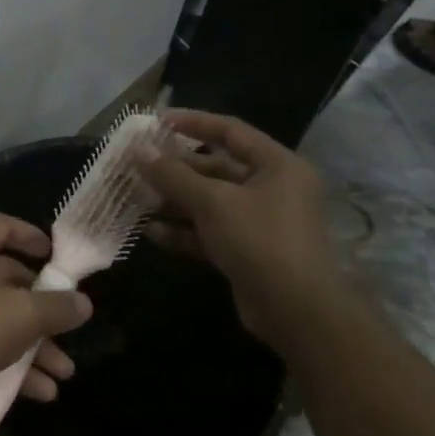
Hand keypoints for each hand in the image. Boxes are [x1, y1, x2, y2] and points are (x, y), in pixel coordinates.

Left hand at [0, 214, 91, 413]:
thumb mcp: (21, 315)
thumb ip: (56, 307)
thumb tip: (83, 303)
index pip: (2, 226)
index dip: (31, 237)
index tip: (57, 257)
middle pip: (8, 279)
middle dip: (43, 309)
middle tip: (70, 328)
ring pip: (1, 319)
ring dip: (34, 345)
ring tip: (63, 373)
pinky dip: (13, 366)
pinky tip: (42, 392)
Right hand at [135, 110, 337, 344]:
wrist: (297, 313)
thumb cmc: (260, 240)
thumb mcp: (213, 202)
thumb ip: (173, 175)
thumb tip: (139, 151)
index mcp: (277, 165)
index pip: (230, 131)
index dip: (192, 123)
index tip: (156, 121)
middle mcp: (272, 189)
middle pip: (217, 168)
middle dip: (176, 168)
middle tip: (139, 164)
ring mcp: (260, 223)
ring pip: (210, 202)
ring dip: (175, 200)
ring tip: (137, 196)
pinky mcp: (247, 252)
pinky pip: (210, 232)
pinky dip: (183, 231)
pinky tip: (150, 231)